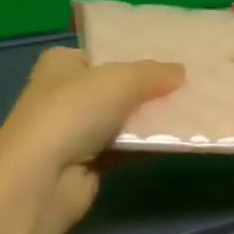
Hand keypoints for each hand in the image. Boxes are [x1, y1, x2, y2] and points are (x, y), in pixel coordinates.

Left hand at [0, 47, 183, 232]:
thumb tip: (181, 71)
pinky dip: (145, 145)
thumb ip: (154, 73)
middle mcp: (64, 94)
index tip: (171, 61)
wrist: (43, 179)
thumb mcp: (120, 80)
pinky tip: (175, 140)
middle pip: (116, 88)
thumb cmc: (74, 113)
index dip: (135, 57)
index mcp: (61, 63)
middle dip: (149, 89)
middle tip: (188, 86)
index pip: (103, 54)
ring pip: (123, 119)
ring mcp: (73, 131)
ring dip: (150, 119)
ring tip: (190, 111)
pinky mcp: (86, 162)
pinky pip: (124, 147)